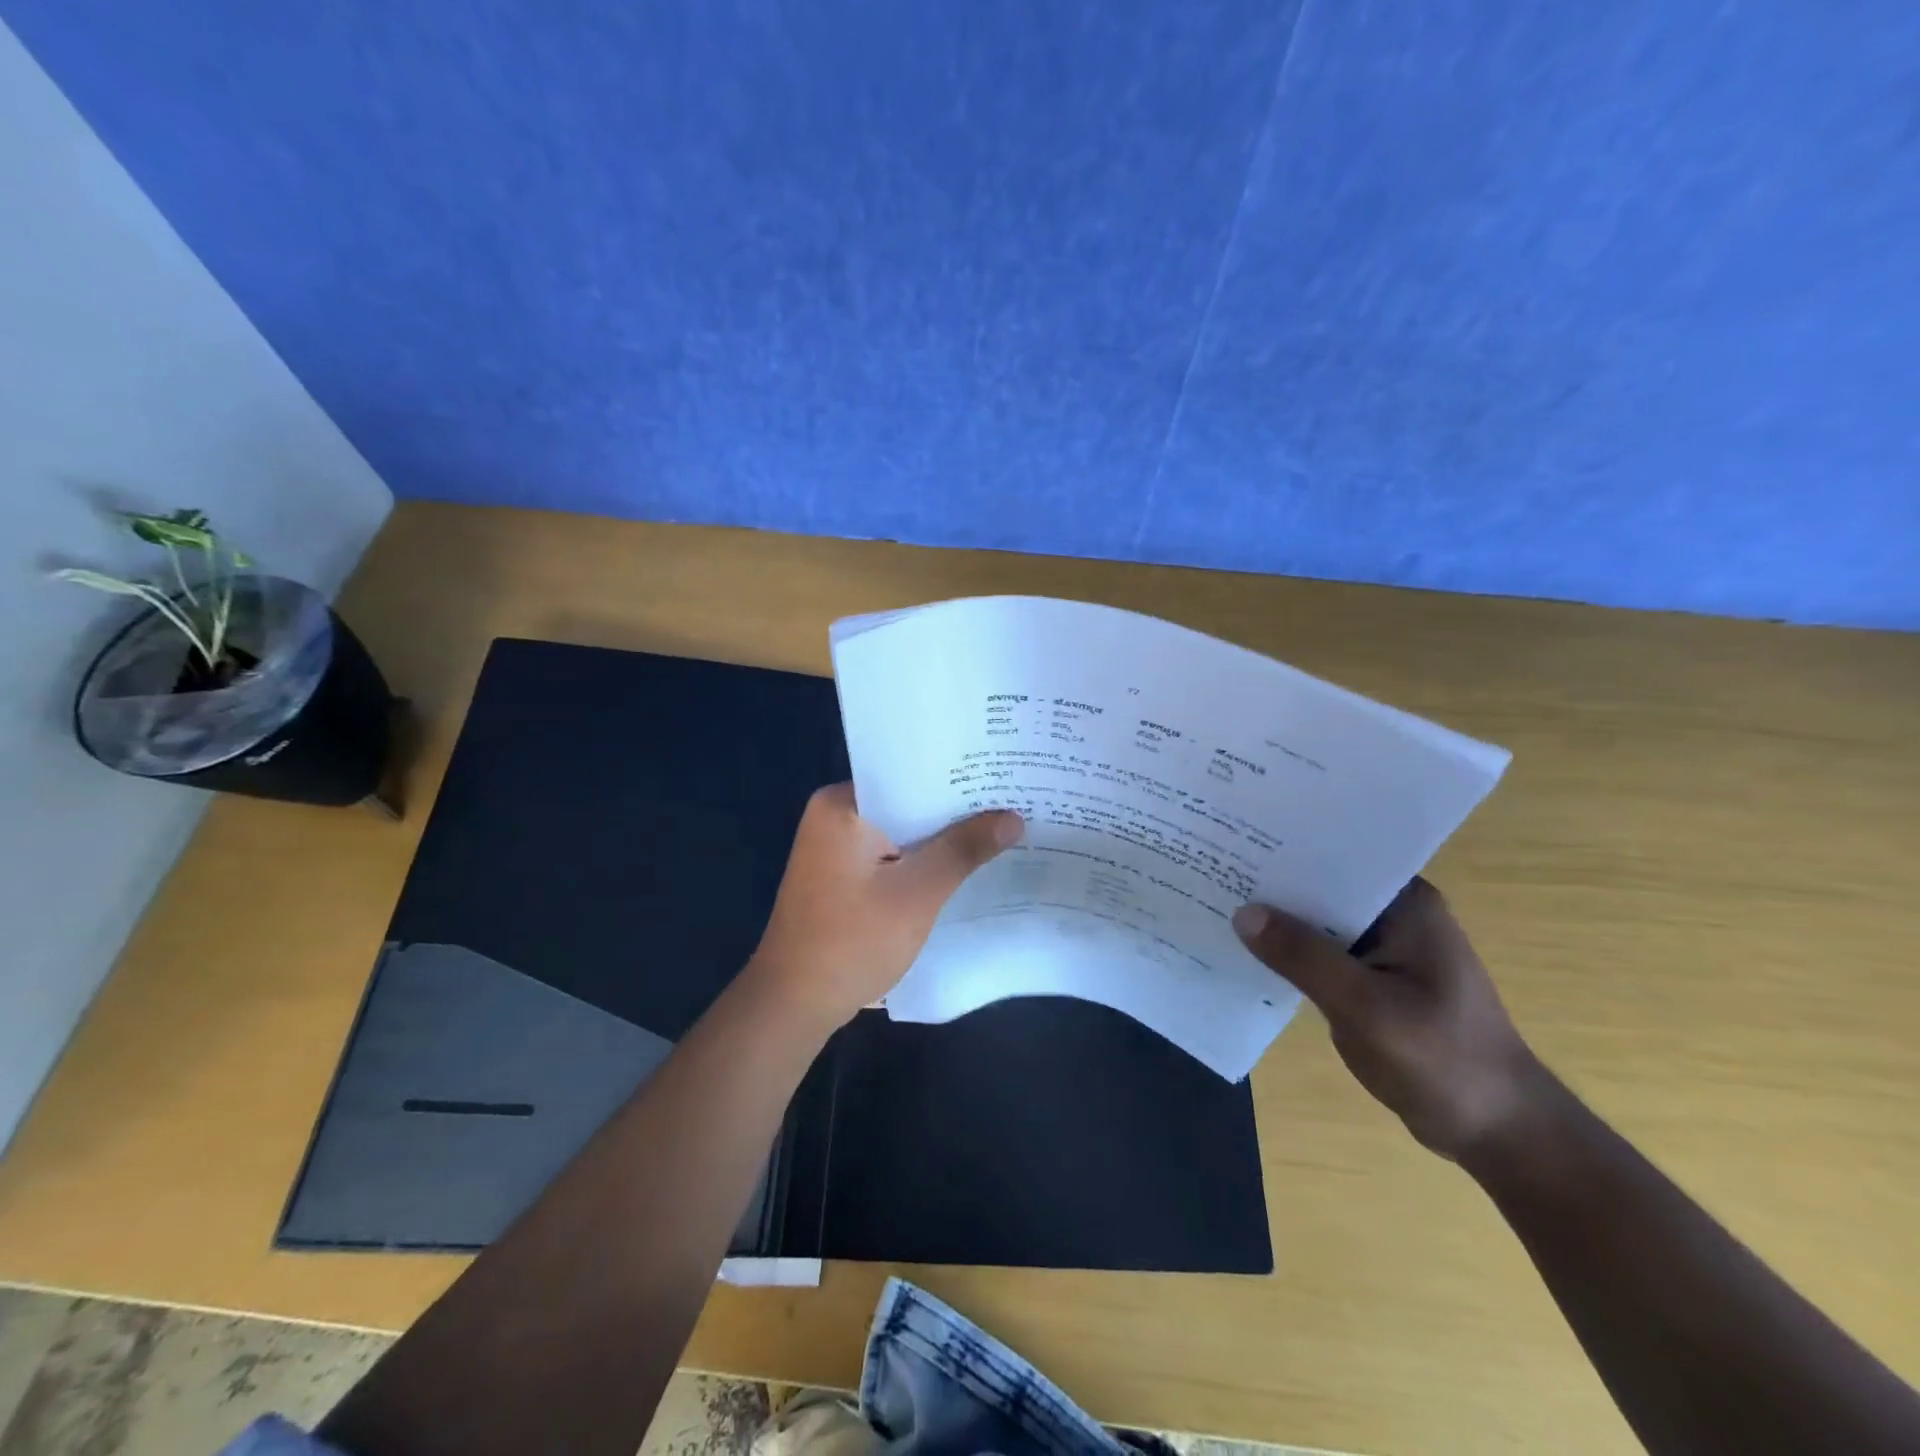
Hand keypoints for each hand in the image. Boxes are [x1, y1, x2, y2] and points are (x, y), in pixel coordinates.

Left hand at [745, 784, 1023, 1030]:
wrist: (793, 1005)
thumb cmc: (852, 941)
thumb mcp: (917, 893)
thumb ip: (964, 849)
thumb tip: (1013, 817)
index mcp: (841, 804)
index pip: (910, 774)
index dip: (959, 776)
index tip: (1002, 774)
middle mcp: (833, 815)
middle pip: (907, 802)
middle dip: (955, 809)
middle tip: (1013, 801)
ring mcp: (834, 847)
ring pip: (901, 831)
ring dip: (940, 838)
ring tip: (1000, 828)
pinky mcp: (841, 876)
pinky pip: (890, 855)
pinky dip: (920, 861)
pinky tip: (961, 866)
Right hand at [1233, 879, 1546, 1159]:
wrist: (1498, 1133)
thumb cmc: (1442, 1061)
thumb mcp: (1366, 1008)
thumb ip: (1303, 957)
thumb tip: (1242, 912)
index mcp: (1405, 904)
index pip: (1337, 858)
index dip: (1286, 849)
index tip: (1234, 840)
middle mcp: (1394, 915)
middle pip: (1321, 888)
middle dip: (1273, 885)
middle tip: (1211, 869)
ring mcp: (1384, 948)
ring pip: (1317, 922)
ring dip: (1277, 921)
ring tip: (1215, 902)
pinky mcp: (1371, 979)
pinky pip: (1320, 954)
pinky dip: (1289, 954)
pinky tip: (1246, 952)